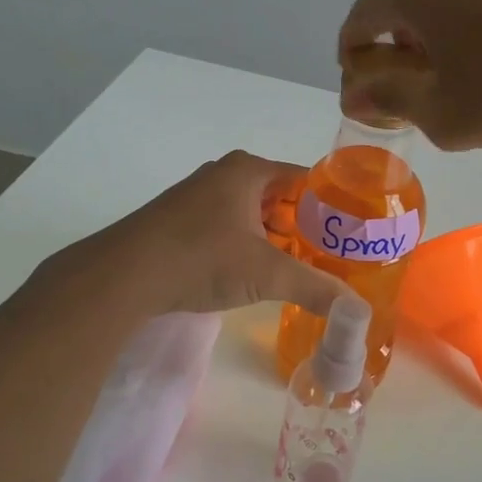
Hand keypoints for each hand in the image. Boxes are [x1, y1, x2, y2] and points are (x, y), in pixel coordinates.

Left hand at [39, 152, 350, 316]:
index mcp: (249, 170)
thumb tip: (358, 311)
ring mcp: (199, 196)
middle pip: (281, 197)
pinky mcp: (181, 220)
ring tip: (302, 268)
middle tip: (332, 256)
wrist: (123, 275)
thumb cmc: (201, 258)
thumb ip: (316, 288)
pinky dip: (248, 245)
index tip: (352, 233)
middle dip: (305, 226)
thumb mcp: (266, 274)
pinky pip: (230, 226)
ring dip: (276, 238)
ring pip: (254, 213)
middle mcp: (224, 174)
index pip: (306, 179)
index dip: (332, 205)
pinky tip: (257, 273)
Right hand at [337, 0, 481, 148]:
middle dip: (394, 47)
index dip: (354, 61)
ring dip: (433, 34)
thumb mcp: (443, 112)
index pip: (359, 21)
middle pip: (397, 3)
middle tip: (415, 92)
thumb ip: (389, 99)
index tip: (368, 95)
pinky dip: (470, 23)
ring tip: (461, 78)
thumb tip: (355, 91)